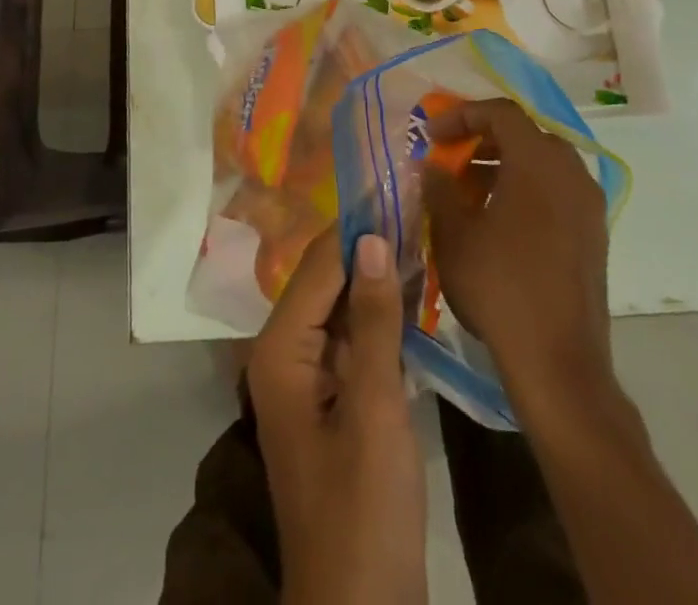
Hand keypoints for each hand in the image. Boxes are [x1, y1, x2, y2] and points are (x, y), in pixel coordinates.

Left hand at [247, 229, 427, 604]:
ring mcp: (306, 378)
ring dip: (376, 276)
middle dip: (367, 244)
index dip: (355, 226)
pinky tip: (411, 290)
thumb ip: (372, 321)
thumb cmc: (363, 512)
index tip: (393, 183)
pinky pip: (351, 339)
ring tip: (418, 229)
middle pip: (325, 282)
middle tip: (412, 199)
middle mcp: (283, 353)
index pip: (318, 267)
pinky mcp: (331, 400)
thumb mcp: (375, 411)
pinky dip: (379, 314)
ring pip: (340, 307)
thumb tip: (373, 238)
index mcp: (279, 350)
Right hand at [425, 99, 617, 407]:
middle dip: (484, 139)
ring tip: (468, 192)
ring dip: (504, 165)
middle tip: (451, 158)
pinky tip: (498, 222)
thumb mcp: (453, 233)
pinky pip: (557, 191)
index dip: (462, 115)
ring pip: (543, 164)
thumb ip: (439, 188)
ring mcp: (589, 206)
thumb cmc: (500, 287)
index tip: (432, 135)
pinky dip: (526, 189)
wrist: (559, 364)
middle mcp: (571, 174)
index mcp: (539, 163)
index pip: (501, 112)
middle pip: (525, 134)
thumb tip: (432, 165)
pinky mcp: (594, 236)